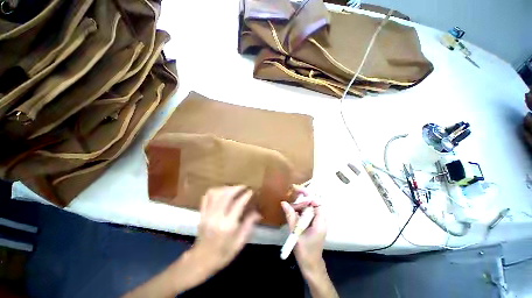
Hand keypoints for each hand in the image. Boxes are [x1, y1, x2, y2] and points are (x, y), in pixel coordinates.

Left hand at [190, 186, 260, 274]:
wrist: (200, 261)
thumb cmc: (223, 254)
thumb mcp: (240, 242)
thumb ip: (249, 224)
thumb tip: (258, 212)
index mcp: (228, 225)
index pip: (238, 203)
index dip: (246, 195)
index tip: (251, 191)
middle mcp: (217, 217)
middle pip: (226, 194)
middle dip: (237, 188)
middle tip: (244, 187)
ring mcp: (207, 214)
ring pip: (216, 193)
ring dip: (226, 188)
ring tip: (234, 189)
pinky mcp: (201, 214)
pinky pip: (206, 197)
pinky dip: (215, 191)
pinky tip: (221, 192)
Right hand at [281, 186, 326, 274]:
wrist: (311, 266)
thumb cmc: (305, 252)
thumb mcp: (296, 233)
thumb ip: (290, 217)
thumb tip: (284, 203)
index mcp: (320, 222)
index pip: (317, 202)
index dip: (308, 195)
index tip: (297, 190)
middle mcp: (321, 220)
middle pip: (313, 204)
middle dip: (301, 200)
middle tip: (290, 202)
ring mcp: (318, 222)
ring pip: (309, 208)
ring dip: (300, 206)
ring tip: (290, 208)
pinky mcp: (314, 225)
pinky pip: (307, 213)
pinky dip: (300, 211)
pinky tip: (293, 213)